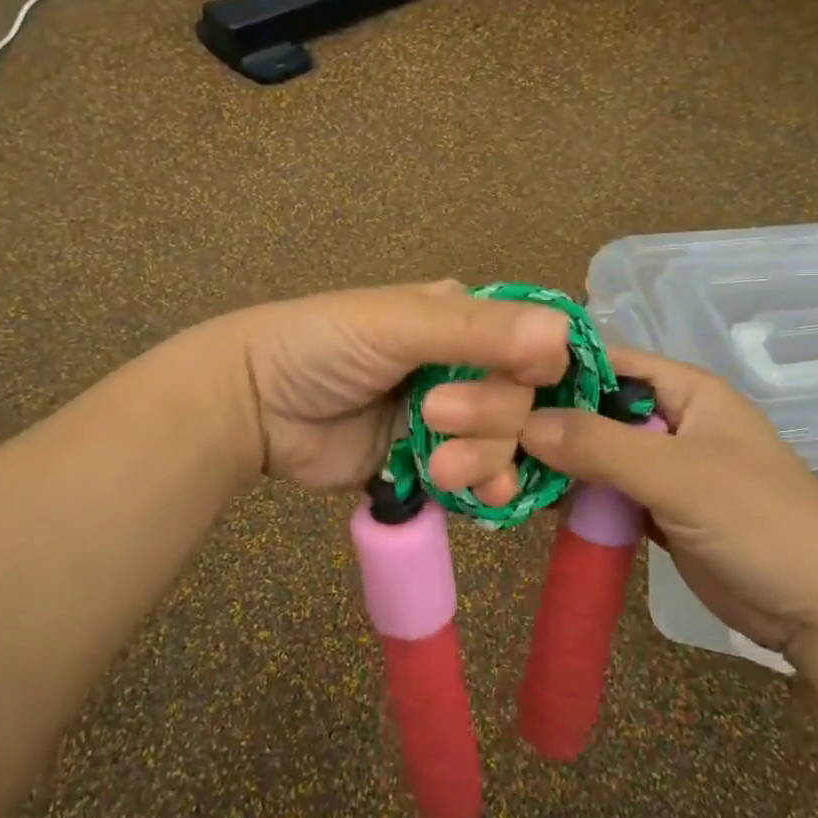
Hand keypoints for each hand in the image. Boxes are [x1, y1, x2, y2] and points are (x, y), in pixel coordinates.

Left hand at [216, 281, 572, 500]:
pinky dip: (486, 489)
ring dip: (483, 458)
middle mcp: (466, 366)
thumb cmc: (322, 345)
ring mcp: (449, 419)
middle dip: (489, 416)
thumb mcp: (396, 325)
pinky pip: (480, 478)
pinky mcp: (430, 462)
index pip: (536, 342)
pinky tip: (480, 498)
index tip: (536, 386)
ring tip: (438, 466)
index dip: (546, 368)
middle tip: (433, 416)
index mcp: (464, 319)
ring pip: (506, 443)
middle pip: (524, 400)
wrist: (254, 406)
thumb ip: (477, 332)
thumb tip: (563, 336)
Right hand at [519, 345, 817, 664]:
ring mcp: (661, 467)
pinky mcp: (654, 509)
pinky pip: (602, 491)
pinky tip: (527, 499)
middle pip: (593, 408)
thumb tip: (522, 423)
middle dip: (545, 420)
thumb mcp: (680, 476)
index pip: (607, 361)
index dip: (554, 369)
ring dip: (553, 462)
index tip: (494, 384)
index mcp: (686, 390)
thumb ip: (601, 446)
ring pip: (593, 452)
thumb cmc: (761, 523)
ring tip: (494, 468)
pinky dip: (571, 495)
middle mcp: (670, 420)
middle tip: (484, 434)